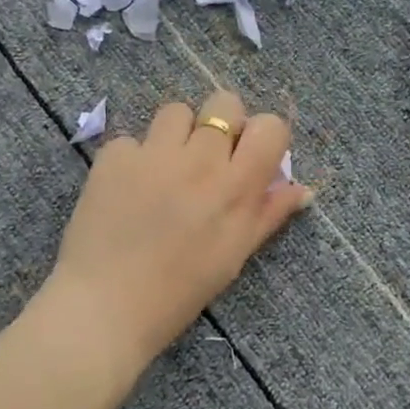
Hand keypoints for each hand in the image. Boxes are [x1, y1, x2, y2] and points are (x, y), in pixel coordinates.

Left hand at [47, 90, 310, 364]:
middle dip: (222, 123)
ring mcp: (153, 154)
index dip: (264, 136)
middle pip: (224, 102)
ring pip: (176, 110)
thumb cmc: (181, 291)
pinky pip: (132, 139)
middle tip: (208, 158)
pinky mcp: (113, 158)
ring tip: (166, 168)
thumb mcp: (235, 255)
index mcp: (237, 187)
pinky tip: (128, 189)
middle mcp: (200, 160)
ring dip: (177, 134)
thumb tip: (303, 189)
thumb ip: (269, 214)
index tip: (250, 157)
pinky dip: (135, 158)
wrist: (106, 305)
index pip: (270, 127)